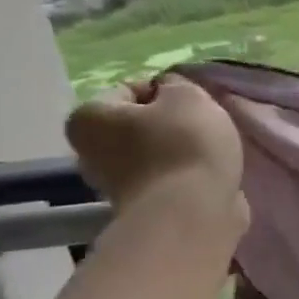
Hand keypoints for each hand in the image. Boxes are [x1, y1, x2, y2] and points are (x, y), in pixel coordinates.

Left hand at [65, 76, 246, 230]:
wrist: (191, 214)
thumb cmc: (185, 146)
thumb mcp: (188, 96)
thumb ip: (177, 84)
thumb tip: (169, 91)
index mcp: (88, 118)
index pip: (131, 89)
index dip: (167, 91)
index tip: (193, 105)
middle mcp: (88, 151)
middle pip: (138, 124)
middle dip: (168, 124)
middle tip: (203, 127)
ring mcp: (112, 184)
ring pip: (153, 152)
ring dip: (178, 151)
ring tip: (210, 153)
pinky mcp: (140, 208)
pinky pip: (166, 178)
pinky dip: (184, 175)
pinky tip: (206, 175)